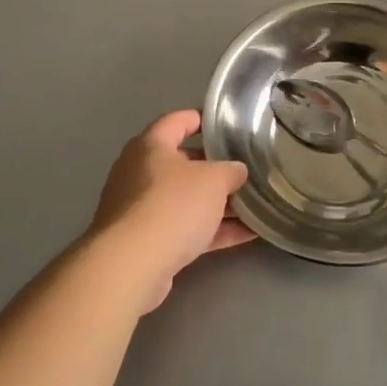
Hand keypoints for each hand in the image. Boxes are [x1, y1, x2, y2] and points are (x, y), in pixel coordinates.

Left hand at [89, 110, 252, 313]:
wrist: (131, 266)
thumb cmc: (172, 205)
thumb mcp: (213, 179)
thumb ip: (230, 170)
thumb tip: (237, 171)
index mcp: (151, 146)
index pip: (177, 121)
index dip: (202, 119)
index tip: (227, 124)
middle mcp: (140, 173)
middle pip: (183, 164)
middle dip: (216, 169)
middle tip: (246, 169)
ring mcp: (140, 210)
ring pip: (186, 200)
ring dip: (218, 204)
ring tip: (254, 204)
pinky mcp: (146, 243)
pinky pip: (186, 229)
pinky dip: (213, 231)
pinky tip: (248, 234)